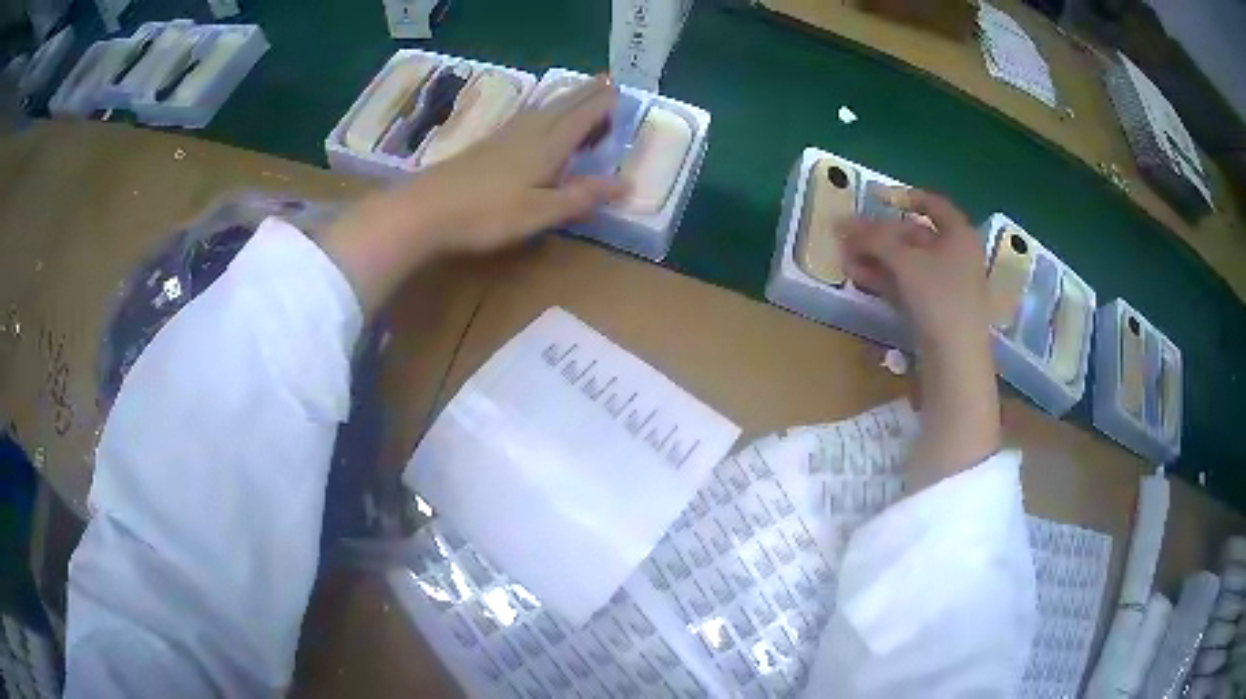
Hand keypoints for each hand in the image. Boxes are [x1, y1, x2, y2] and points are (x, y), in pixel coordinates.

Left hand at [399, 75, 629, 253]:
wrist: (424, 210)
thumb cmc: (485, 214)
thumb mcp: (539, 212)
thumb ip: (579, 197)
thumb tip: (625, 184)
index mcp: (545, 148)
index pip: (579, 119)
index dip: (599, 105)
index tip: (617, 88)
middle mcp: (527, 135)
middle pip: (561, 108)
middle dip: (584, 93)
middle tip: (604, 78)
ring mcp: (502, 139)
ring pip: (540, 111)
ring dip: (562, 99)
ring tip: (576, 91)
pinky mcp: (483, 148)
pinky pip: (522, 119)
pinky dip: (539, 111)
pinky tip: (532, 117)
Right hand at [839, 189, 989, 352]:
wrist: (956, 360)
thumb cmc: (940, 298)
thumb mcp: (905, 261)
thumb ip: (874, 238)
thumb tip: (843, 223)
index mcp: (959, 235)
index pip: (932, 203)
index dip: (903, 196)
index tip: (874, 199)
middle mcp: (956, 256)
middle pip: (914, 235)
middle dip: (879, 235)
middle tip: (849, 237)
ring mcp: (946, 285)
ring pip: (907, 262)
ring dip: (876, 258)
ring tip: (845, 259)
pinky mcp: (934, 310)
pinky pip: (907, 285)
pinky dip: (884, 279)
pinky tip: (858, 278)